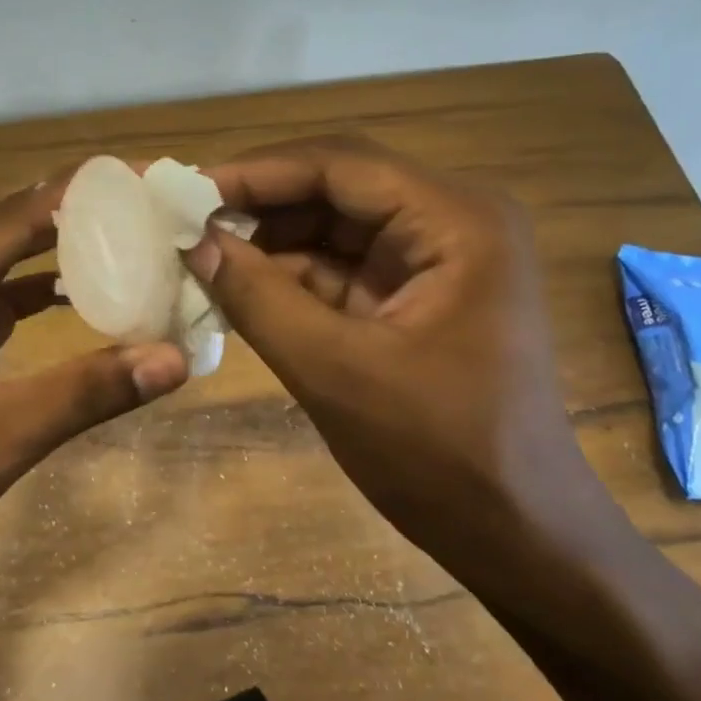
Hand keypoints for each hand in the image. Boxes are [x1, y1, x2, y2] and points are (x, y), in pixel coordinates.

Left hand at [0, 172, 189, 572]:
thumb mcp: (3, 435)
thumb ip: (86, 392)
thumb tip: (173, 359)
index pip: (13, 218)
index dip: (79, 193)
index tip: (142, 178)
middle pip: (12, 223)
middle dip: (79, 208)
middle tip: (149, 200)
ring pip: (10, 252)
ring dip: (66, 240)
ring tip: (132, 229)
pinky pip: (8, 289)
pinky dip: (50, 283)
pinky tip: (95, 285)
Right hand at [190, 136, 619, 577]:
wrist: (517, 535)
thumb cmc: (439, 454)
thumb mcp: (335, 372)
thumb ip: (259, 298)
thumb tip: (194, 243)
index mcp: (457, 221)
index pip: (340, 166)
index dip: (256, 172)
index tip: (185, 190)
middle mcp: (452, 221)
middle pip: (337, 188)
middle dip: (259, 204)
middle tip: (183, 220)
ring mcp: (436, 260)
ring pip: (333, 227)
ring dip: (269, 241)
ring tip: (198, 253)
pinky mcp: (415, 296)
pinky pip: (341, 267)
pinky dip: (289, 276)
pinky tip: (236, 286)